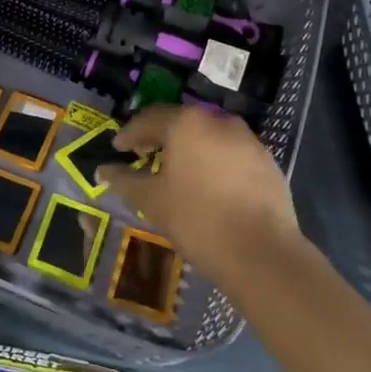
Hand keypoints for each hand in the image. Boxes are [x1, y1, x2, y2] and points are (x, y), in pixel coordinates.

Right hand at [98, 105, 300, 282]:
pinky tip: (207, 184)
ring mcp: (248, 140)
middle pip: (181, 122)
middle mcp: (219, 121)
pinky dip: (214, 161)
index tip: (118, 148)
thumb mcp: (151, 200)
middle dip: (159, 137)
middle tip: (143, 154)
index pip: (149, 119)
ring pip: (209, 136)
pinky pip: (231, 153)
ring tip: (176, 170)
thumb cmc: (197, 219)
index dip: (129, 134)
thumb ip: (124, 180)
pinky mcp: (267, 161)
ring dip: (189, 148)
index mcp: (187, 124)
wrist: (261, 252)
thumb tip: (102, 171)